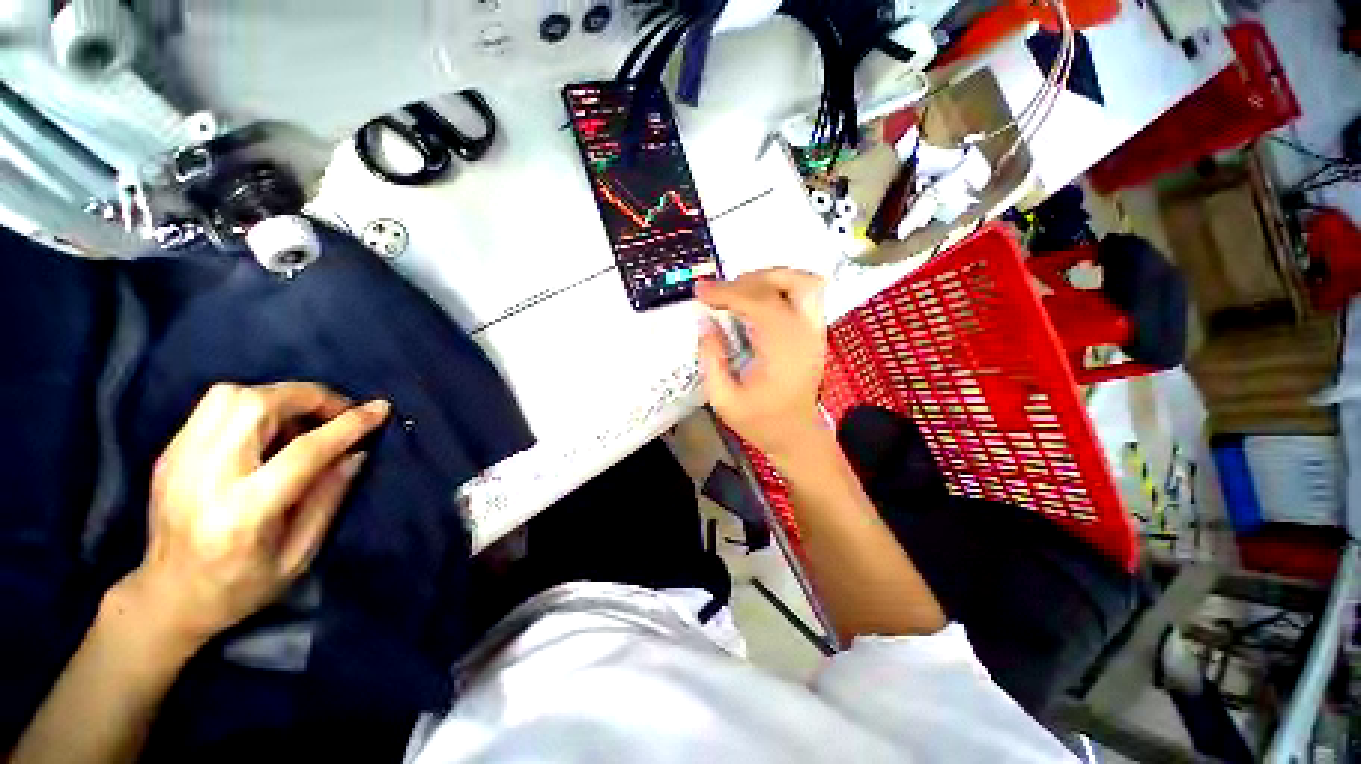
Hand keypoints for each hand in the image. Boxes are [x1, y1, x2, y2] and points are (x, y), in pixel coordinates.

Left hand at [123, 382, 389, 647]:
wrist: (166, 598)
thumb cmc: (241, 587)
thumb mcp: (299, 555)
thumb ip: (329, 498)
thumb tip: (356, 451)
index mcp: (243, 513)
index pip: (303, 451)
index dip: (348, 425)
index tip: (380, 409)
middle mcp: (205, 477)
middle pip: (255, 406)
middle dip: (308, 397)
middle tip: (338, 411)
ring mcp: (178, 460)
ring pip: (230, 395)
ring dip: (278, 397)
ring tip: (302, 419)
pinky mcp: (168, 453)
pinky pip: (214, 407)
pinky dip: (252, 405)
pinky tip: (267, 430)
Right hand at [697, 268, 827, 458]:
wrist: (796, 435)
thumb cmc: (760, 422)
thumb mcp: (724, 400)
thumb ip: (712, 359)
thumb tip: (705, 323)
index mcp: (783, 353)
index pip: (760, 304)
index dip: (727, 292)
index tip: (700, 291)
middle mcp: (805, 335)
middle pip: (790, 283)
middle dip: (750, 279)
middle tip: (722, 291)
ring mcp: (816, 332)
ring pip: (806, 282)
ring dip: (772, 277)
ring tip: (742, 288)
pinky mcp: (816, 332)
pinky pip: (806, 294)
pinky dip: (781, 287)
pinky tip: (759, 300)